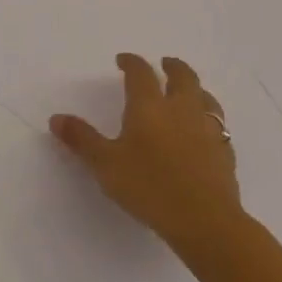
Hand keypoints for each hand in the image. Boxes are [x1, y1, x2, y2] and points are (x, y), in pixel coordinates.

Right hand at [50, 53, 242, 254]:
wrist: (206, 222)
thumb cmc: (149, 186)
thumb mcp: (105, 164)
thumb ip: (82, 139)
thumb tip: (56, 118)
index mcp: (150, 107)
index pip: (141, 73)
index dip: (132, 62)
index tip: (124, 60)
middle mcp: (181, 110)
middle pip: (183, 77)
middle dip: (172, 67)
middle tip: (164, 64)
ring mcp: (208, 131)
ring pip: (206, 98)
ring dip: (195, 89)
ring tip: (188, 92)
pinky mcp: (225, 153)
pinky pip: (218, 125)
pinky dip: (208, 119)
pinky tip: (204, 130)